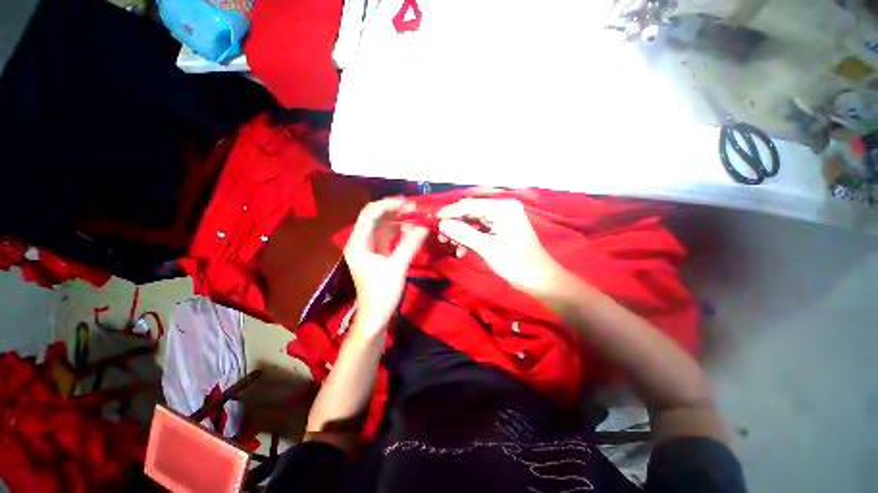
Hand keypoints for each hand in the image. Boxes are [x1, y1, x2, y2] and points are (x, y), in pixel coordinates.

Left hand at [345, 198, 427, 333]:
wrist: (375, 316)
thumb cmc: (382, 294)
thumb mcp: (397, 268)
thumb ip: (410, 245)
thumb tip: (424, 226)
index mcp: (358, 244)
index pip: (369, 215)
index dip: (387, 205)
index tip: (407, 202)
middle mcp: (361, 242)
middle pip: (375, 218)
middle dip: (395, 210)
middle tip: (415, 207)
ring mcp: (369, 247)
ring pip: (383, 226)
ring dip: (399, 219)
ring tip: (417, 216)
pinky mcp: (378, 253)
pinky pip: (388, 236)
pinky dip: (400, 231)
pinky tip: (411, 229)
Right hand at [437, 198, 566, 295]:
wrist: (539, 279)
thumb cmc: (516, 262)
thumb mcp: (487, 247)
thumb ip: (463, 233)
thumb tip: (442, 224)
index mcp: (503, 207)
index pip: (470, 204)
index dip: (450, 211)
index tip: (434, 220)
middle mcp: (502, 209)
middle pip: (471, 212)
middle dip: (455, 225)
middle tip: (441, 236)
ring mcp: (502, 219)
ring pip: (474, 222)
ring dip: (461, 234)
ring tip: (450, 245)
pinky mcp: (501, 229)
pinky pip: (480, 230)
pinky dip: (470, 239)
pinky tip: (462, 251)